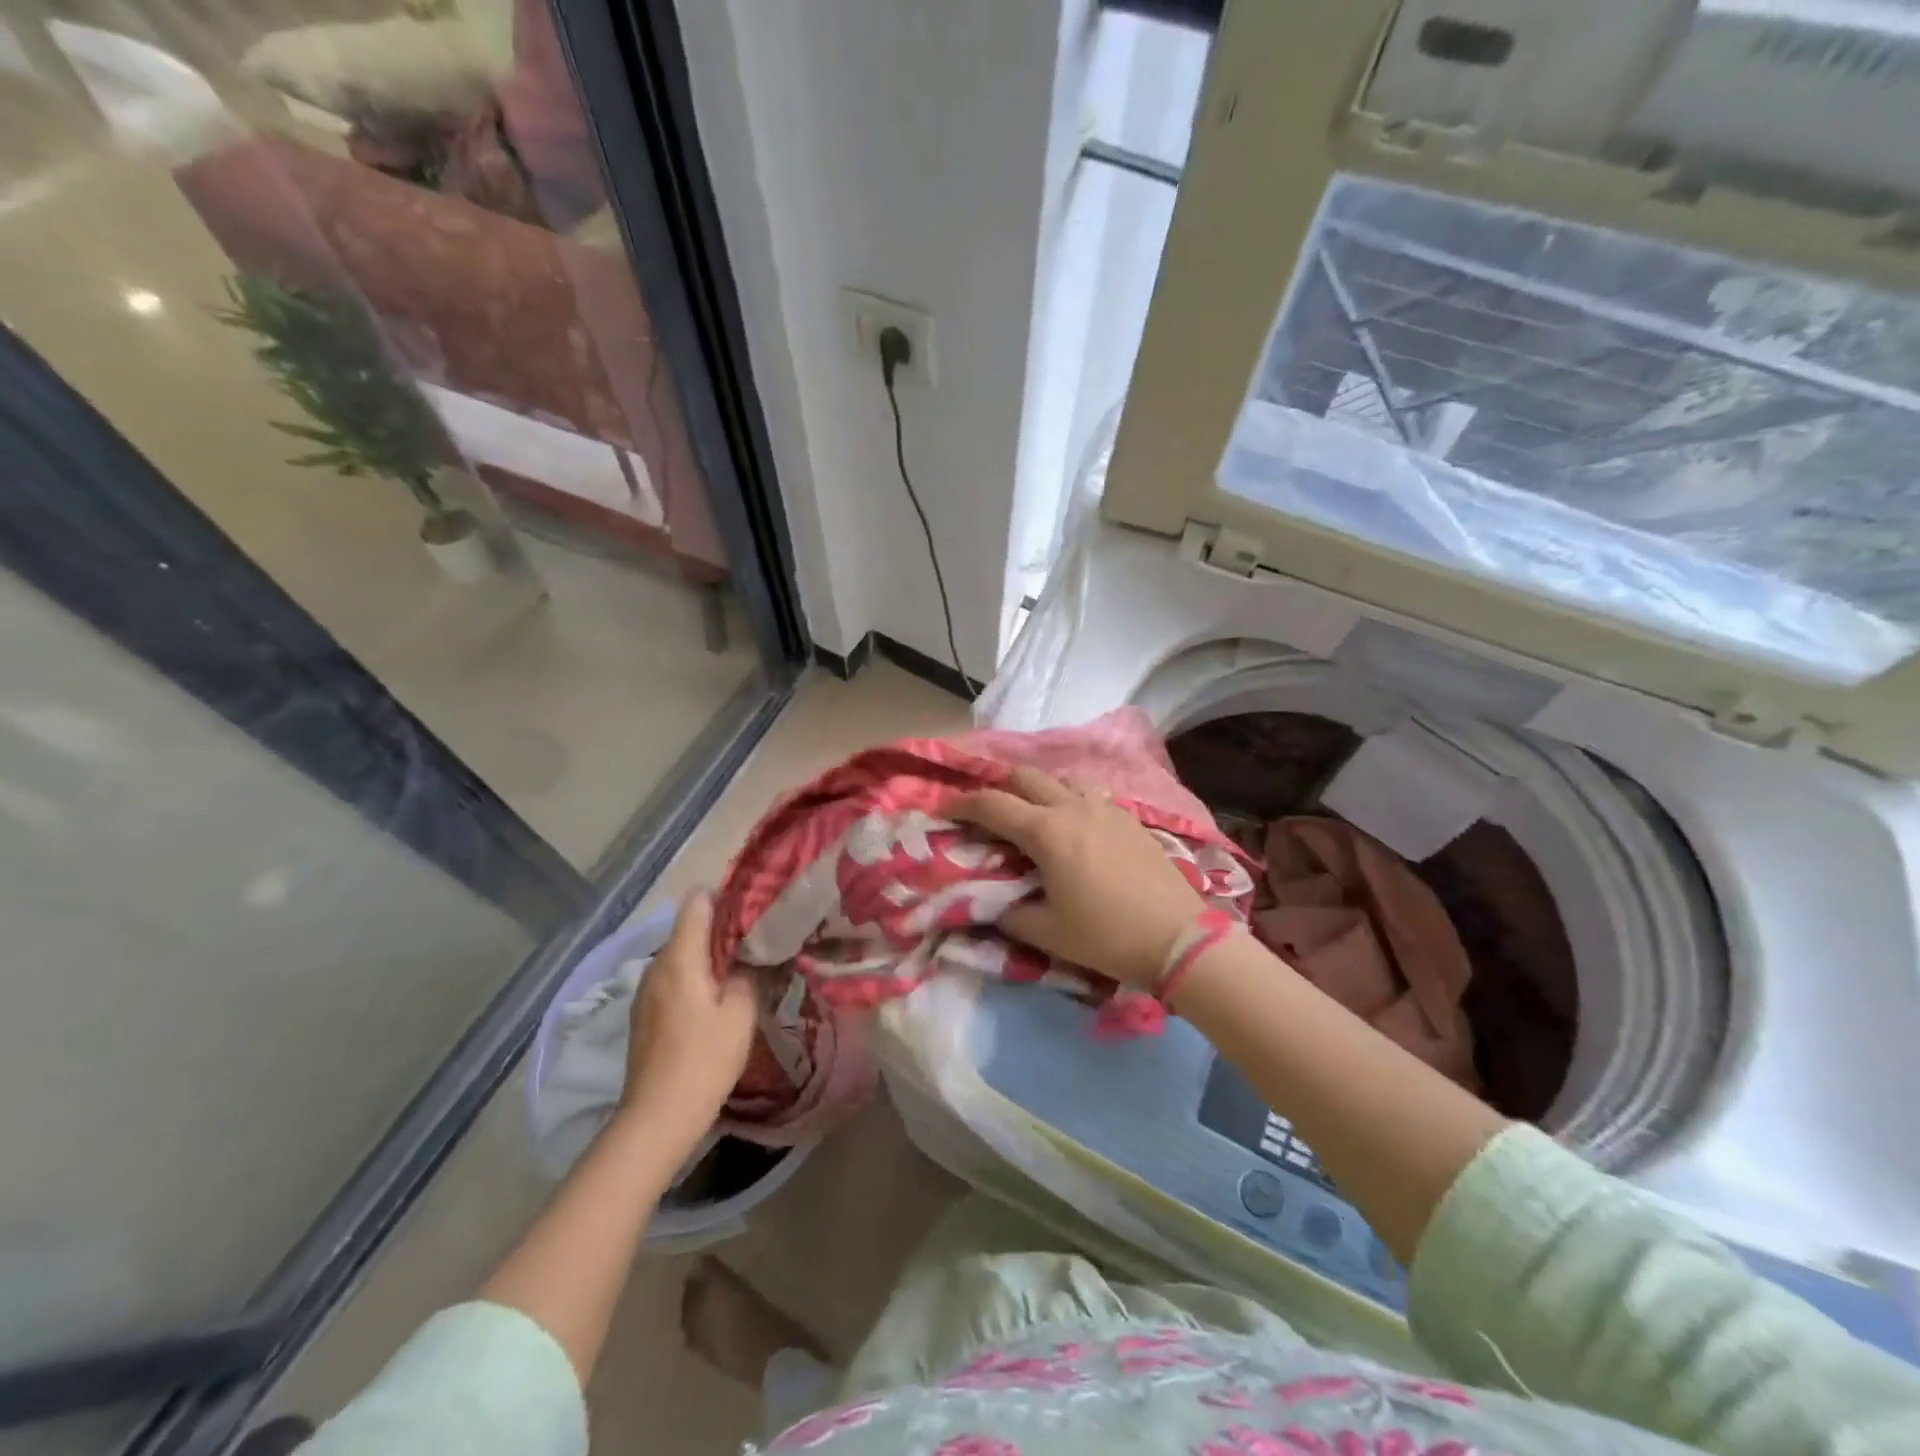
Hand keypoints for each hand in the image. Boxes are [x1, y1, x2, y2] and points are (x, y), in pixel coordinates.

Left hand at [619, 893, 758, 1143]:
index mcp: (680, 957)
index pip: (697, 902)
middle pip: (688, 928)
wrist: (657, 1118)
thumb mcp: (740, 1014)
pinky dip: (694, 978)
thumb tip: (748, 957)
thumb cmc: (704, 1060)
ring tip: (740, 970)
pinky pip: (672, 979)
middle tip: (757, 940)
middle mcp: (656, 965)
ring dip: (707, 957)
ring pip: (681, 955)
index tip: (753, 908)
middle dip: (721, 929)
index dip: (725, 897)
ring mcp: (645, 991)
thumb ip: (746, 974)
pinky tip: (715, 1000)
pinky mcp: (644, 1014)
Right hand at [950, 766, 1206, 988]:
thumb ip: (1010, 914)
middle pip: (1026, 777)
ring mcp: (1105, 808)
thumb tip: (993, 903)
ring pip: (1061, 780)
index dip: (963, 802)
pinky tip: (1073, 823)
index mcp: (1046, 831)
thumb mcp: (1046, 932)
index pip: (992, 805)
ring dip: (1038, 787)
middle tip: (983, 802)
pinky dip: (1069, 799)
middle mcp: (1072, 807)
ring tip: (1029, 809)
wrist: (1178, 937)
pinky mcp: (1129, 818)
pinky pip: (1090, 795)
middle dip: (998, 783)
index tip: (944, 805)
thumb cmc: (1106, 936)